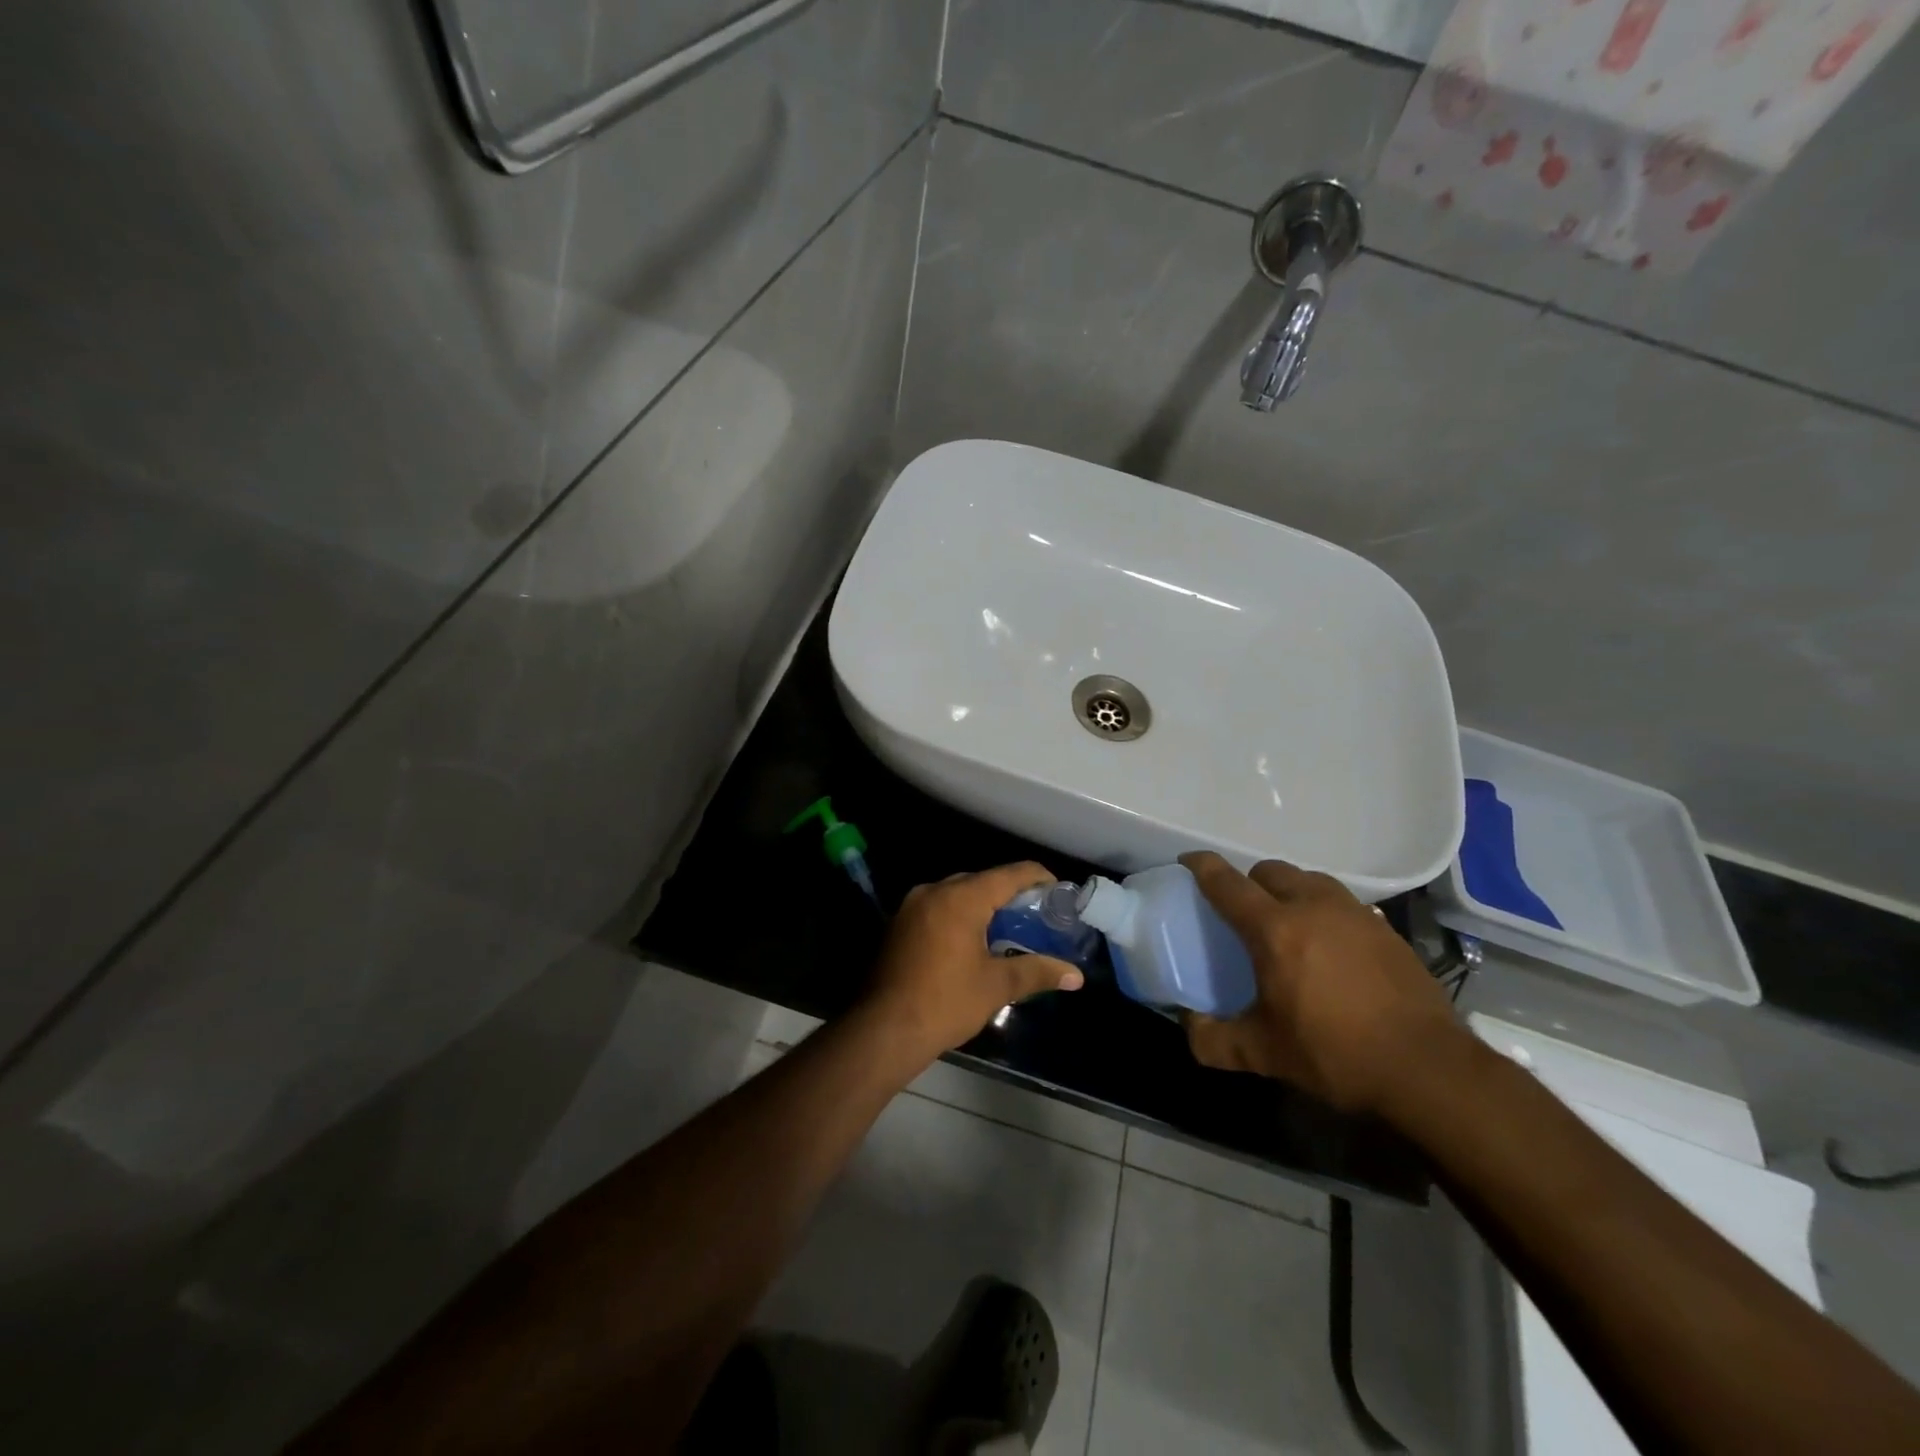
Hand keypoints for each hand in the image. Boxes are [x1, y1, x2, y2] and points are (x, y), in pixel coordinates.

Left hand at [862, 862, 1085, 1064]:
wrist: (883, 1030)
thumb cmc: (945, 1003)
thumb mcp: (997, 986)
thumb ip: (1037, 972)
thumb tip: (1076, 975)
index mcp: (961, 898)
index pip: (1009, 874)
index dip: (1038, 878)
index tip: (1058, 892)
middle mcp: (934, 891)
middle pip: (982, 880)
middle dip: (1010, 893)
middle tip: (1036, 915)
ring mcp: (912, 906)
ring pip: (957, 893)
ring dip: (983, 904)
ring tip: (1008, 927)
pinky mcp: (899, 924)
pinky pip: (938, 907)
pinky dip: (959, 915)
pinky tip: (972, 940)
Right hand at [1180, 851, 1464, 1115]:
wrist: (1428, 1069)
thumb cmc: (1335, 1054)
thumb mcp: (1263, 1054)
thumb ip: (1214, 1039)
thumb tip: (1188, 1024)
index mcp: (1274, 929)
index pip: (1227, 883)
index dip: (1202, 866)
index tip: (1187, 861)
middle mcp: (1312, 906)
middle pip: (1270, 870)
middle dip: (1249, 881)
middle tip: (1243, 909)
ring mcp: (1354, 913)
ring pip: (1309, 880)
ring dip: (1289, 890)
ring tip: (1288, 922)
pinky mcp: (1386, 929)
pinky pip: (1343, 902)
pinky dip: (1325, 910)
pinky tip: (1330, 944)